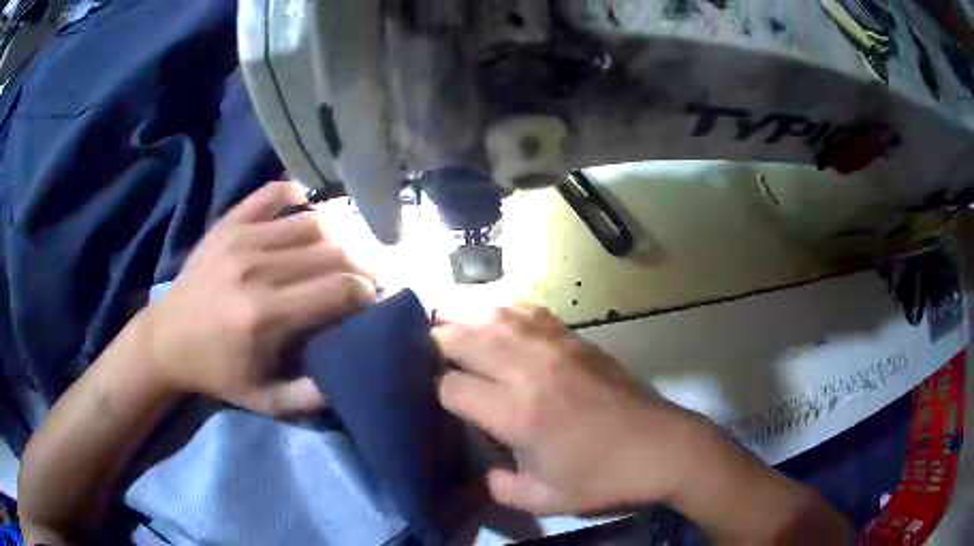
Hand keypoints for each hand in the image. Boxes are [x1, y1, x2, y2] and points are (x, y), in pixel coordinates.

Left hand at [139, 181, 375, 415]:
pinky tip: (308, 209)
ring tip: (345, 252)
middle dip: (361, 264)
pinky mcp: (228, 224)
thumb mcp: (265, 401)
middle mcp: (256, 268)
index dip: (367, 292)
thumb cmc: (217, 372)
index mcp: (265, 315)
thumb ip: (312, 396)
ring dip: (339, 236)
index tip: (372, 301)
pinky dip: (298, 196)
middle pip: (332, 250)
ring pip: (312, 222)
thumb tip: (354, 372)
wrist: (166, 338)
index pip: (339, 288)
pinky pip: (273, 194)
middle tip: (367, 278)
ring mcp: (240, 238)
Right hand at [433, 304, 709, 515]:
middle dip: (436, 340)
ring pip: (494, 314)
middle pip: (465, 337)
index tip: (439, 399)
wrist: (663, 447)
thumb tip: (484, 472)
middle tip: (422, 347)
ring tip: (444, 319)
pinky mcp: (575, 339)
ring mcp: (554, 348)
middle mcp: (529, 371)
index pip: (453, 386)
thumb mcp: (545, 499)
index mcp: (518, 414)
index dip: (438, 390)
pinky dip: (504, 306)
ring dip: (463, 313)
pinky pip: (529, 310)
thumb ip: (502, 488)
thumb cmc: (604, 477)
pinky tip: (494, 312)